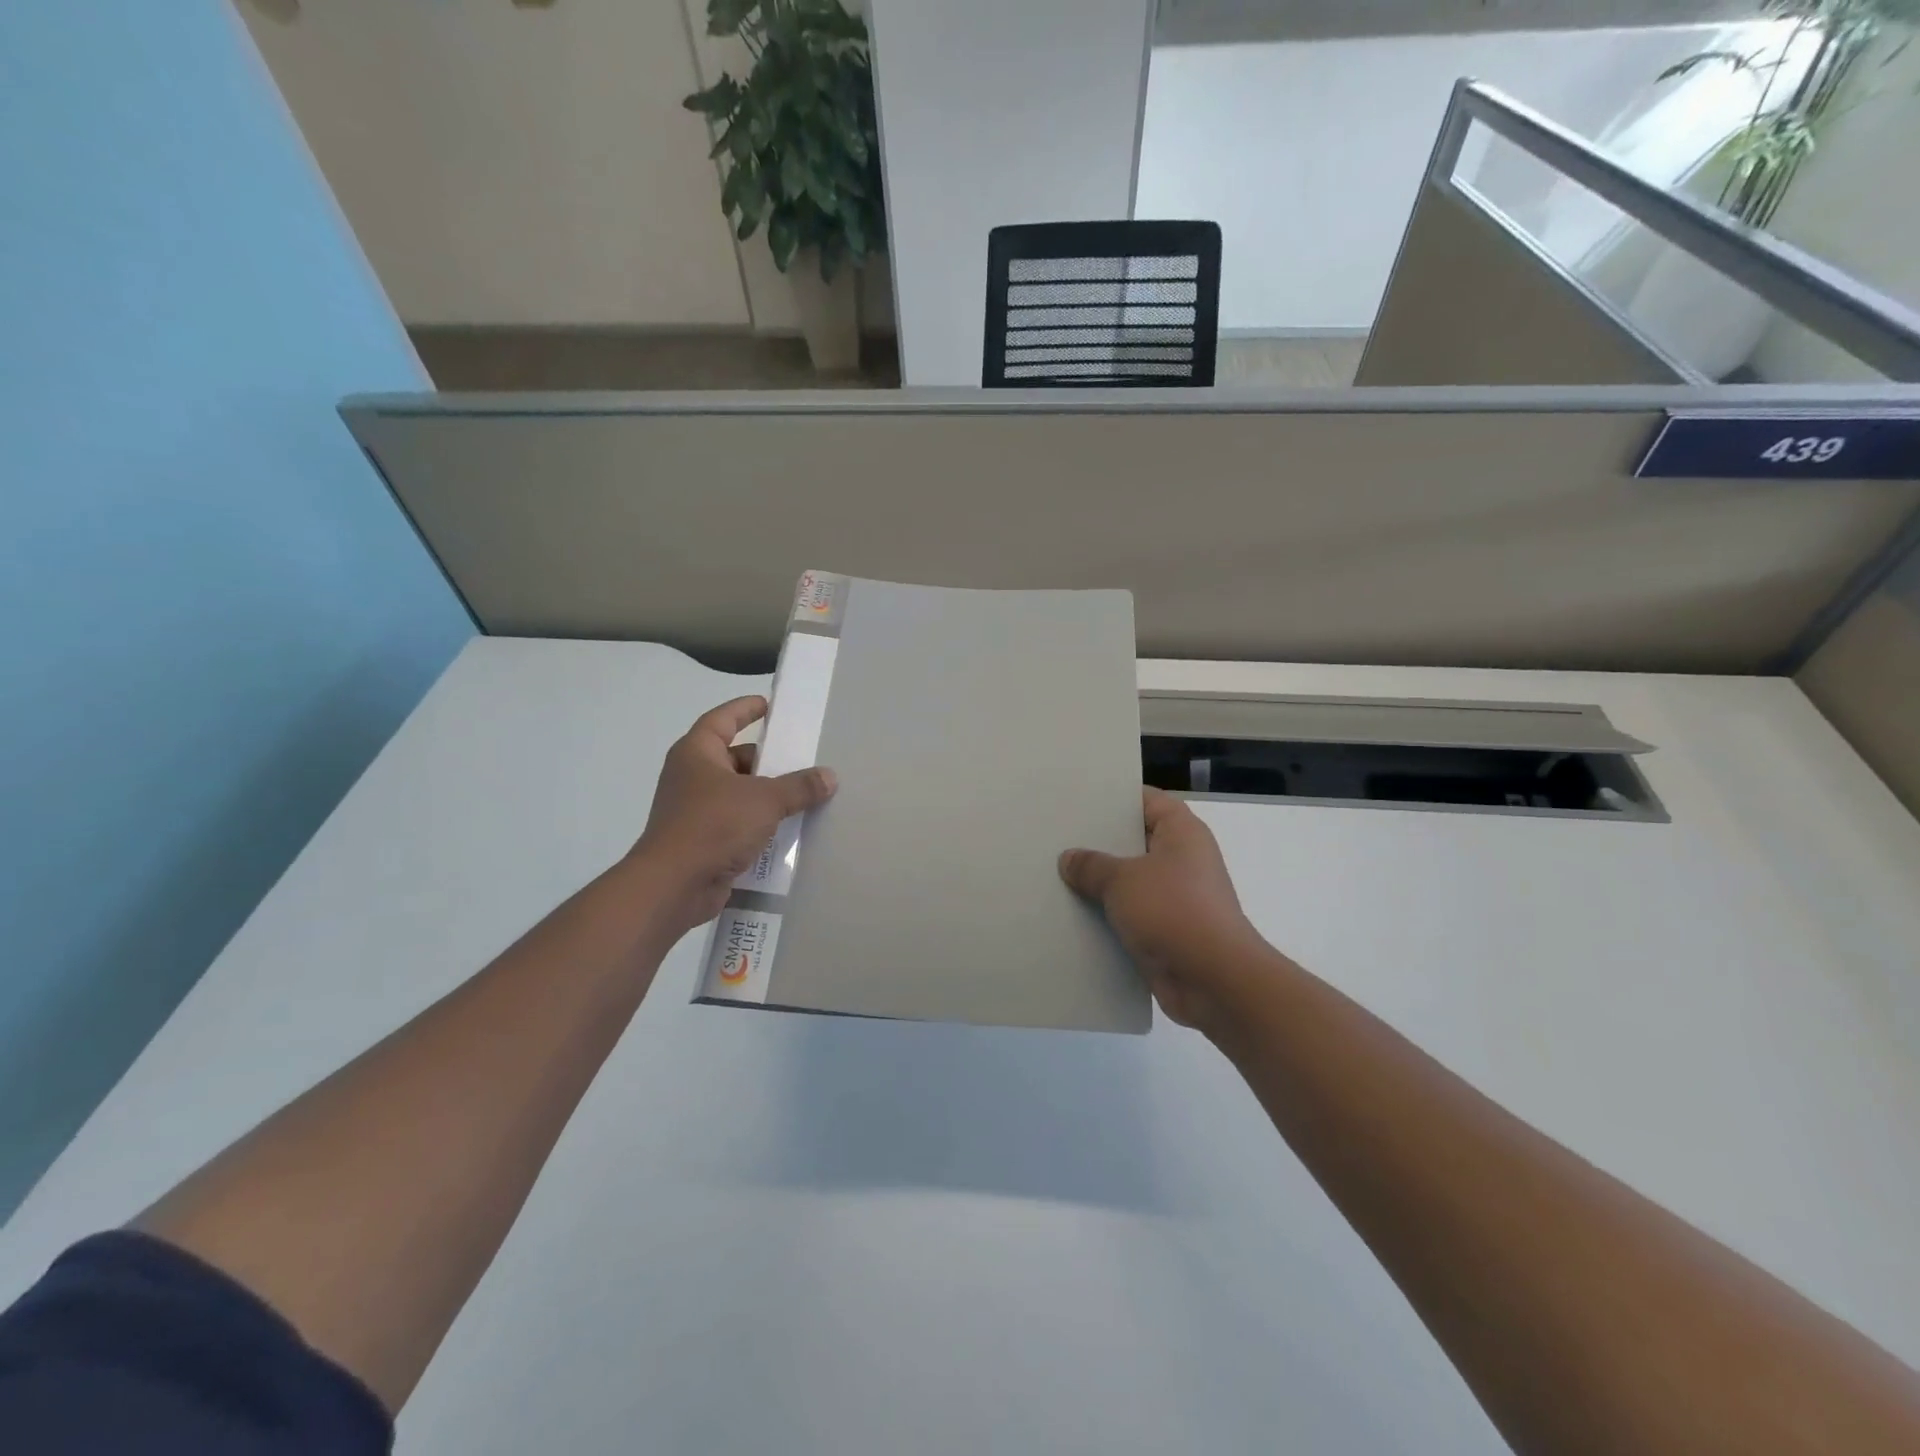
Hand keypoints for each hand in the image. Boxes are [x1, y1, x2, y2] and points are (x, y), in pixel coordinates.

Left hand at [631, 696, 836, 936]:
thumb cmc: (713, 826)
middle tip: (802, 760)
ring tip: (803, 795)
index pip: (722, 719)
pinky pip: (737, 823)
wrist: (673, 886)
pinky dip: (759, 824)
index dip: (745, 709)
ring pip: (738, 794)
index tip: (768, 705)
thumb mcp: (765, 800)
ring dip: (766, 795)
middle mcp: (692, 777)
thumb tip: (829, 776)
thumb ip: (799, 786)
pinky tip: (788, 830)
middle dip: (767, 760)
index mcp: (697, 754)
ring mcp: (695, 811)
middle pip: (735, 758)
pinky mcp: (702, 841)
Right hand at [1060, 788, 1267, 1035]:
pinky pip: (1131, 914)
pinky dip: (1108, 915)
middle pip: (1135, 841)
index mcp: (1182, 832)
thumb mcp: (1122, 880)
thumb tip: (1069, 858)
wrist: (1213, 980)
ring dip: (1101, 883)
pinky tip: (1072, 913)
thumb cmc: (1173, 911)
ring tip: (1056, 874)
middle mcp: (1183, 859)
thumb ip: (1092, 865)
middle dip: (1099, 842)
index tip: (1077, 799)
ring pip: (1131, 881)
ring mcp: (1177, 897)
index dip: (1113, 797)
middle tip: (1057, 837)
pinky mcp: (1168, 931)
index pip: (1146, 800)